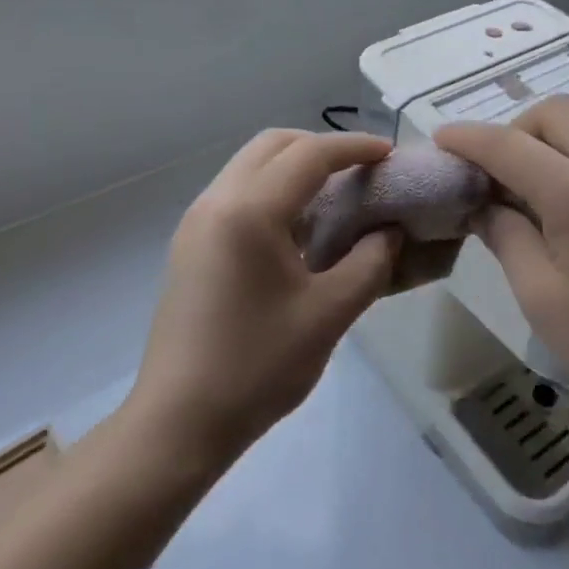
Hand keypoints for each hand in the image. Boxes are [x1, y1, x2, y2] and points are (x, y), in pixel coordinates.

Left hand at [127, 129, 398, 465]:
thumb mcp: (328, 316)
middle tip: (360, 170)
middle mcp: (217, 200)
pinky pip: (237, 190)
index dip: (354, 147)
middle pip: (273, 144)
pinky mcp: (189, 242)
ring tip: (333, 193)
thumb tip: (390, 231)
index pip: (309, 154)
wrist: (178, 423)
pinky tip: (296, 225)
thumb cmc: (257, 368)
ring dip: (294, 165)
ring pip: (251, 163)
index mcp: (249, 211)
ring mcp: (196, 220)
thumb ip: (370, 263)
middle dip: (321, 146)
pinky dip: (272, 187)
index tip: (389, 155)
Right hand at [436, 96, 568, 431]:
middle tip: (498, 174)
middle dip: (515, 130)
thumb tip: (483, 203)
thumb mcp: (541, 297)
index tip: (442, 139)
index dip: (468, 139)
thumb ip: (506, 236)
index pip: (508, 145)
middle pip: (554, 112)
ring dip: (552, 135)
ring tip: (538, 182)